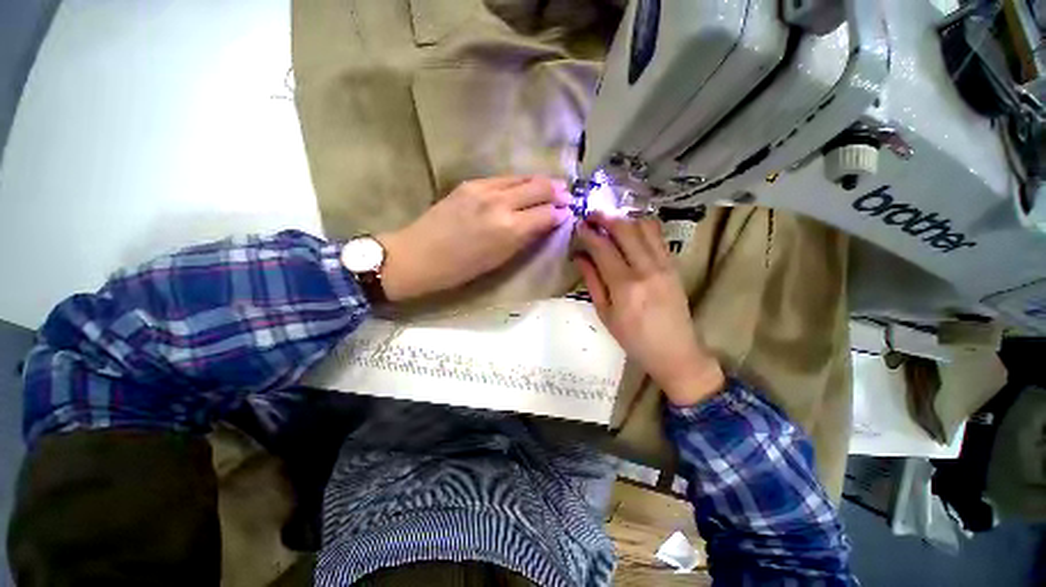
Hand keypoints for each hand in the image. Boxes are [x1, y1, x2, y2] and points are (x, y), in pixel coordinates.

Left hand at [377, 175, 571, 301]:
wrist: (418, 256)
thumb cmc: (461, 269)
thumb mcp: (499, 260)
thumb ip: (525, 238)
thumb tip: (547, 223)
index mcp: (508, 228)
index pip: (546, 213)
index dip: (561, 213)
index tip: (568, 213)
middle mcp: (500, 202)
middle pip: (539, 187)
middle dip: (557, 191)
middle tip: (566, 196)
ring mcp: (483, 188)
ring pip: (521, 177)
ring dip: (540, 182)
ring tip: (551, 187)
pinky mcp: (469, 183)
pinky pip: (503, 178)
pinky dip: (518, 182)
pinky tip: (522, 187)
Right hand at [574, 213, 724, 405]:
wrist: (675, 351)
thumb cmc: (633, 339)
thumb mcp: (605, 314)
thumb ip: (593, 281)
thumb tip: (580, 256)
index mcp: (625, 286)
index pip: (603, 248)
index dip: (589, 234)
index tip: (579, 226)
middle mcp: (646, 269)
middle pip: (625, 230)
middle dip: (605, 217)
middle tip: (592, 215)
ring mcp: (664, 264)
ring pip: (645, 227)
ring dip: (625, 219)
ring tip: (610, 222)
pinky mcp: (674, 264)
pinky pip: (658, 236)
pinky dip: (642, 227)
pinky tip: (631, 230)